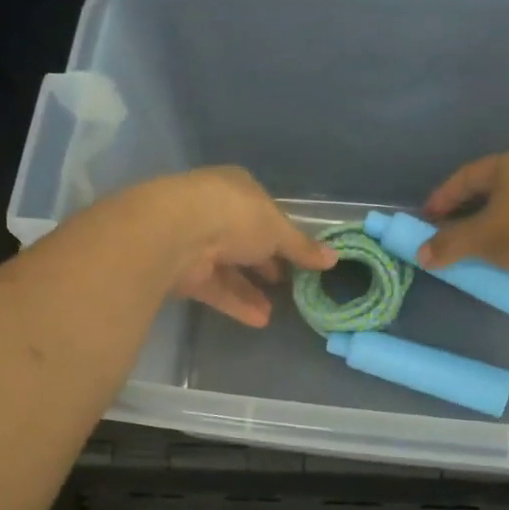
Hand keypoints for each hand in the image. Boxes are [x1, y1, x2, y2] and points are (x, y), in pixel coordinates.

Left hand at [138, 167, 336, 327]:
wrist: (175, 233)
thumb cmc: (235, 216)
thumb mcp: (278, 230)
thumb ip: (302, 247)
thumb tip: (333, 258)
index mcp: (237, 189)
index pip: (264, 212)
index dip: (283, 234)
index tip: (300, 257)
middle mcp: (214, 212)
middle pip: (245, 241)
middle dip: (266, 263)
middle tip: (288, 284)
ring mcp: (196, 242)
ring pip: (229, 268)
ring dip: (252, 290)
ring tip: (275, 312)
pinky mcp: (184, 272)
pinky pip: (216, 288)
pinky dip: (236, 303)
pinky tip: (259, 320)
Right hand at [419, 148, 508, 292]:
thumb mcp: (483, 237)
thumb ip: (450, 244)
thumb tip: (422, 253)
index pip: (466, 177)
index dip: (442, 198)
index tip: (426, 219)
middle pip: (490, 194)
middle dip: (466, 217)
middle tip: (447, 238)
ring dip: (492, 235)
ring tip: (474, 256)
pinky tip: (506, 266)